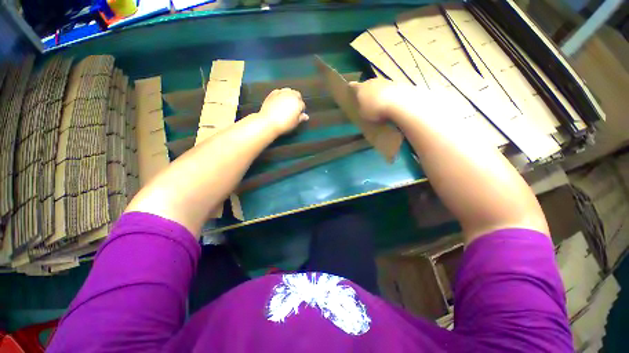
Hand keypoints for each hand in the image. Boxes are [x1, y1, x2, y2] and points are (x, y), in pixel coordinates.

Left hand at [259, 88, 308, 134]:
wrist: (268, 122)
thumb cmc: (284, 124)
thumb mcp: (295, 123)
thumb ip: (301, 118)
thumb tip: (306, 116)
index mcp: (297, 102)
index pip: (302, 105)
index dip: (301, 110)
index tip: (298, 115)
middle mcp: (290, 95)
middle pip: (296, 94)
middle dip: (296, 100)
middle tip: (294, 108)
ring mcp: (281, 93)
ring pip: (288, 91)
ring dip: (289, 96)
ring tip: (287, 104)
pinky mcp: (272, 94)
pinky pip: (279, 92)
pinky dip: (280, 95)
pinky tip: (279, 102)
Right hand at [350, 79, 414, 122]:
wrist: (398, 103)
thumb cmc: (375, 110)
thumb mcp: (362, 114)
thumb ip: (360, 108)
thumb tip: (362, 106)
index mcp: (361, 88)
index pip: (353, 86)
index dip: (351, 88)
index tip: (350, 90)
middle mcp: (372, 81)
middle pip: (367, 85)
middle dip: (366, 92)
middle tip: (366, 101)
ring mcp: (385, 81)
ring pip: (379, 87)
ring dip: (378, 93)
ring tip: (380, 104)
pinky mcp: (397, 84)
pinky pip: (389, 91)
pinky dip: (388, 96)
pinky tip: (390, 105)